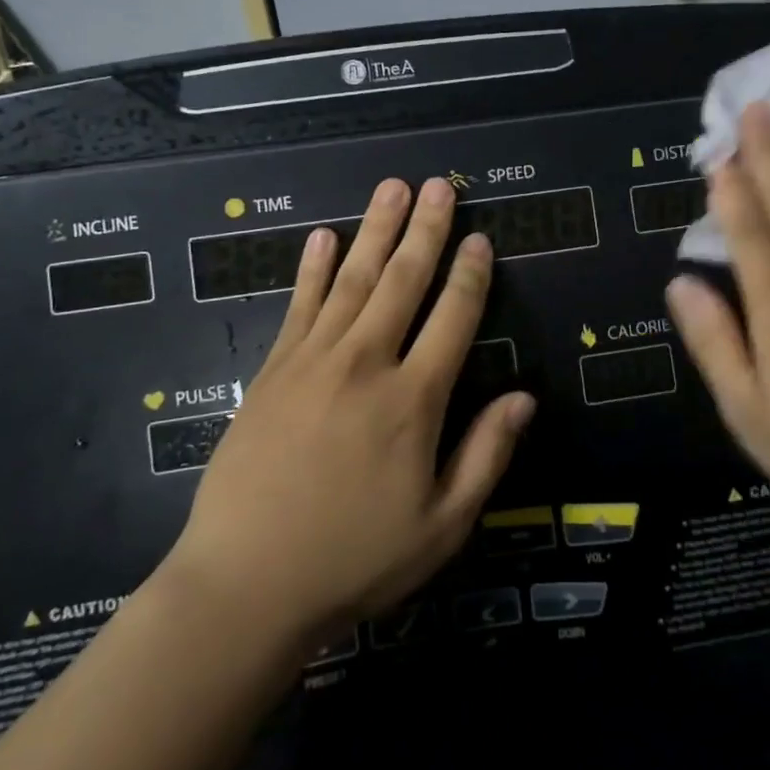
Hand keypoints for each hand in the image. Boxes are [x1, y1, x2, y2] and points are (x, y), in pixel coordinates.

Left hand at [165, 177, 534, 648]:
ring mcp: (313, 361)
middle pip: (403, 281)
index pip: (453, 318)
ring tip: (391, 188)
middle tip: (438, 184)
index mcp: (413, 399)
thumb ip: (486, 455)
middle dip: (425, 229)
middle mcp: (366, 364)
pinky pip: (299, 305)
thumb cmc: (354, 559)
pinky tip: (323, 236)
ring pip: (353, 280)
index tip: (481, 237)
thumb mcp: (442, 525)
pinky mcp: (273, 371)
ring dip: (375, 230)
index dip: (471, 274)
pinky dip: (313, 268)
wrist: (245, 585)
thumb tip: (523, 398)